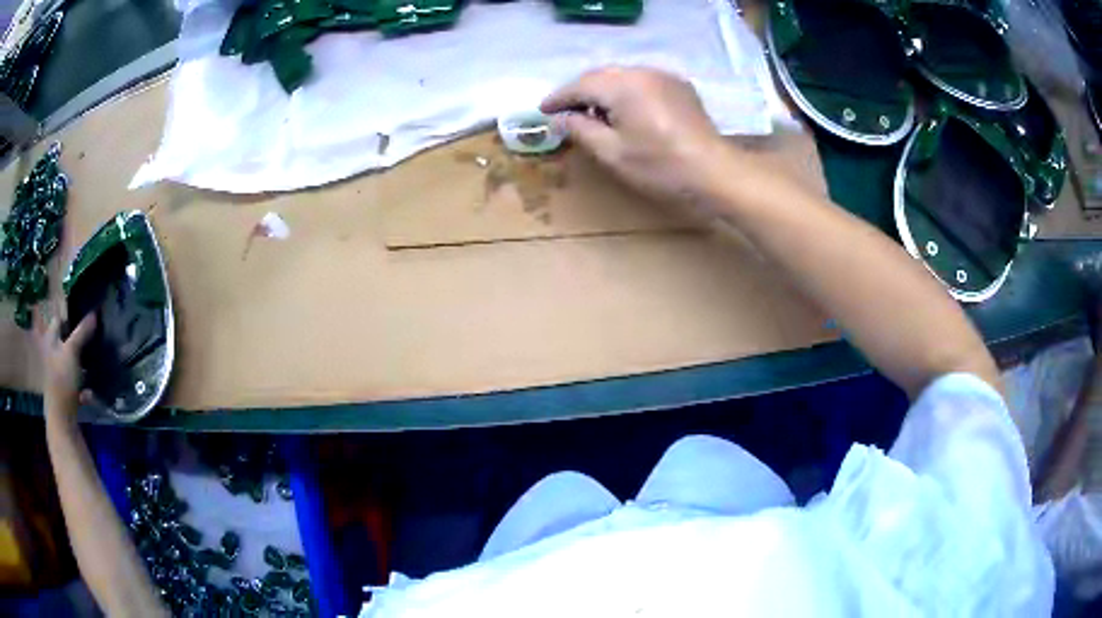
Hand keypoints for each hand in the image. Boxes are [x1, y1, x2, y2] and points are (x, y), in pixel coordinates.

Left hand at [35, 311, 95, 421]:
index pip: (58, 320)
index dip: (69, 316)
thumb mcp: (72, 352)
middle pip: (65, 342)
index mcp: (50, 341)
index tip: (83, 316)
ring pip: (71, 363)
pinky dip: (83, 385)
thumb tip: (94, 313)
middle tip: (91, 338)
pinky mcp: (65, 392)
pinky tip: (90, 390)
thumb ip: (82, 332)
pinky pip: (75, 383)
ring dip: (81, 363)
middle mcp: (52, 355)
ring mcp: (58, 375)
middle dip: (77, 341)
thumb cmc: (62, 380)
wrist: (61, 419)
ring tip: (94, 362)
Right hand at [541, 67, 734, 208]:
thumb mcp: (612, 153)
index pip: (580, 85)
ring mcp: (664, 76)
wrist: (714, 171)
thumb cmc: (660, 166)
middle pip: (601, 75)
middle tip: (565, 112)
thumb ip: (580, 130)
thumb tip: (559, 119)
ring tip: (593, 113)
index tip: (542, 110)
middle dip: (580, 92)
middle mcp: (642, 72)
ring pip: (622, 76)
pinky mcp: (679, 86)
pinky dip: (626, 91)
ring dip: (603, 91)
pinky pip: (643, 81)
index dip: (558, 98)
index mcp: (622, 85)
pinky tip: (625, 111)